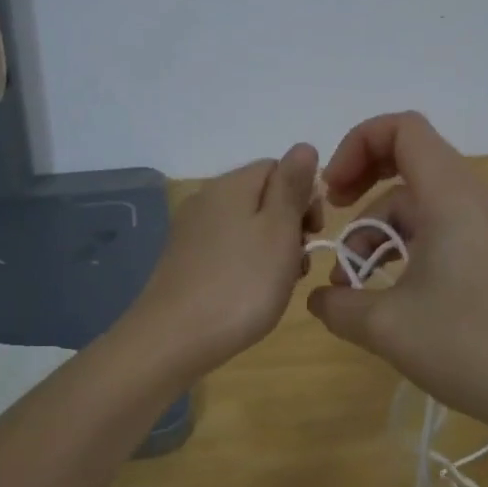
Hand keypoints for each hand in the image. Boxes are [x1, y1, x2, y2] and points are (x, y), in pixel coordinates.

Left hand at [132, 143, 321, 378]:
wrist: (173, 339)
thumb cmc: (241, 284)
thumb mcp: (279, 230)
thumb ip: (292, 186)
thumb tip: (303, 147)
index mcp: (231, 185)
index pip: (278, 168)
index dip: (304, 196)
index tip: (314, 233)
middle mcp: (206, 199)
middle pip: (262, 196)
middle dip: (289, 224)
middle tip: (299, 262)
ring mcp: (191, 231)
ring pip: (246, 226)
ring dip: (272, 248)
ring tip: (280, 284)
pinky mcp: (183, 261)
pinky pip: (227, 249)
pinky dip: (247, 264)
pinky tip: (252, 293)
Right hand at [306, 112, 487, 434]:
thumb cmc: (470, 344)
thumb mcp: (387, 326)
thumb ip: (338, 306)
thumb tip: (319, 300)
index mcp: (450, 194)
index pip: (402, 129)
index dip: (356, 145)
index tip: (333, 193)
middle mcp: (470, 198)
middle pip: (407, 162)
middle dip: (361, 185)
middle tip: (333, 218)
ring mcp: (484, 227)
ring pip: (417, 205)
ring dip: (377, 232)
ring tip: (350, 286)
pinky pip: (436, 231)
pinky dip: (403, 249)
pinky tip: (384, 295)